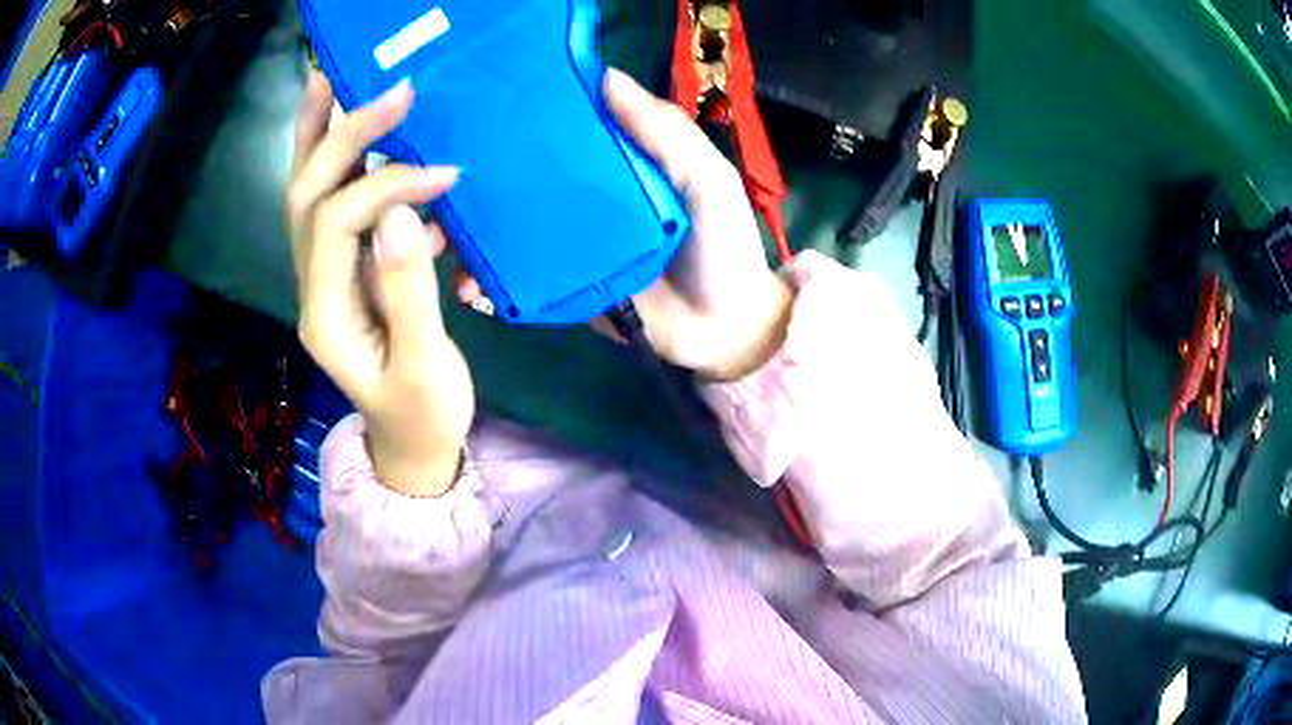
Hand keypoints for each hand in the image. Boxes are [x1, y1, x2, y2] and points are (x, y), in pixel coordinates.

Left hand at [287, 71, 472, 496]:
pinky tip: (371, 135)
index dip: (385, 188)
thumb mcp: (422, 366)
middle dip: (338, 137)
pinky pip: (339, 207)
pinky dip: (349, 165)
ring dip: (320, 137)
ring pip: (310, 195)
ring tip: (334, 81)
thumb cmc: (422, 415)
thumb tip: (403, 214)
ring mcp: (326, 276)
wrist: (411, 446)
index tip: (440, 173)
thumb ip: (408, 293)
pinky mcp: (348, 270)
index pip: (337, 224)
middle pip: (307, 196)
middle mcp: (314, 285)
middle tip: (379, 86)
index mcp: (326, 312)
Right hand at [457, 69, 793, 380]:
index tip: (482, 102)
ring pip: (512, 226)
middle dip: (483, 172)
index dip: (530, 112)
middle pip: (527, 176)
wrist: (723, 332)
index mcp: (618, 161)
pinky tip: (464, 283)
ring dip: (474, 229)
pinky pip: (518, 278)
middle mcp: (586, 196)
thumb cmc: (722, 245)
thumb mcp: (706, 178)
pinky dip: (489, 280)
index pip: (565, 127)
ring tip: (438, 229)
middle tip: (438, 168)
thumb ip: (665, 132)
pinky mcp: (561, 286)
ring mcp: (569, 244)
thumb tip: (606, 77)